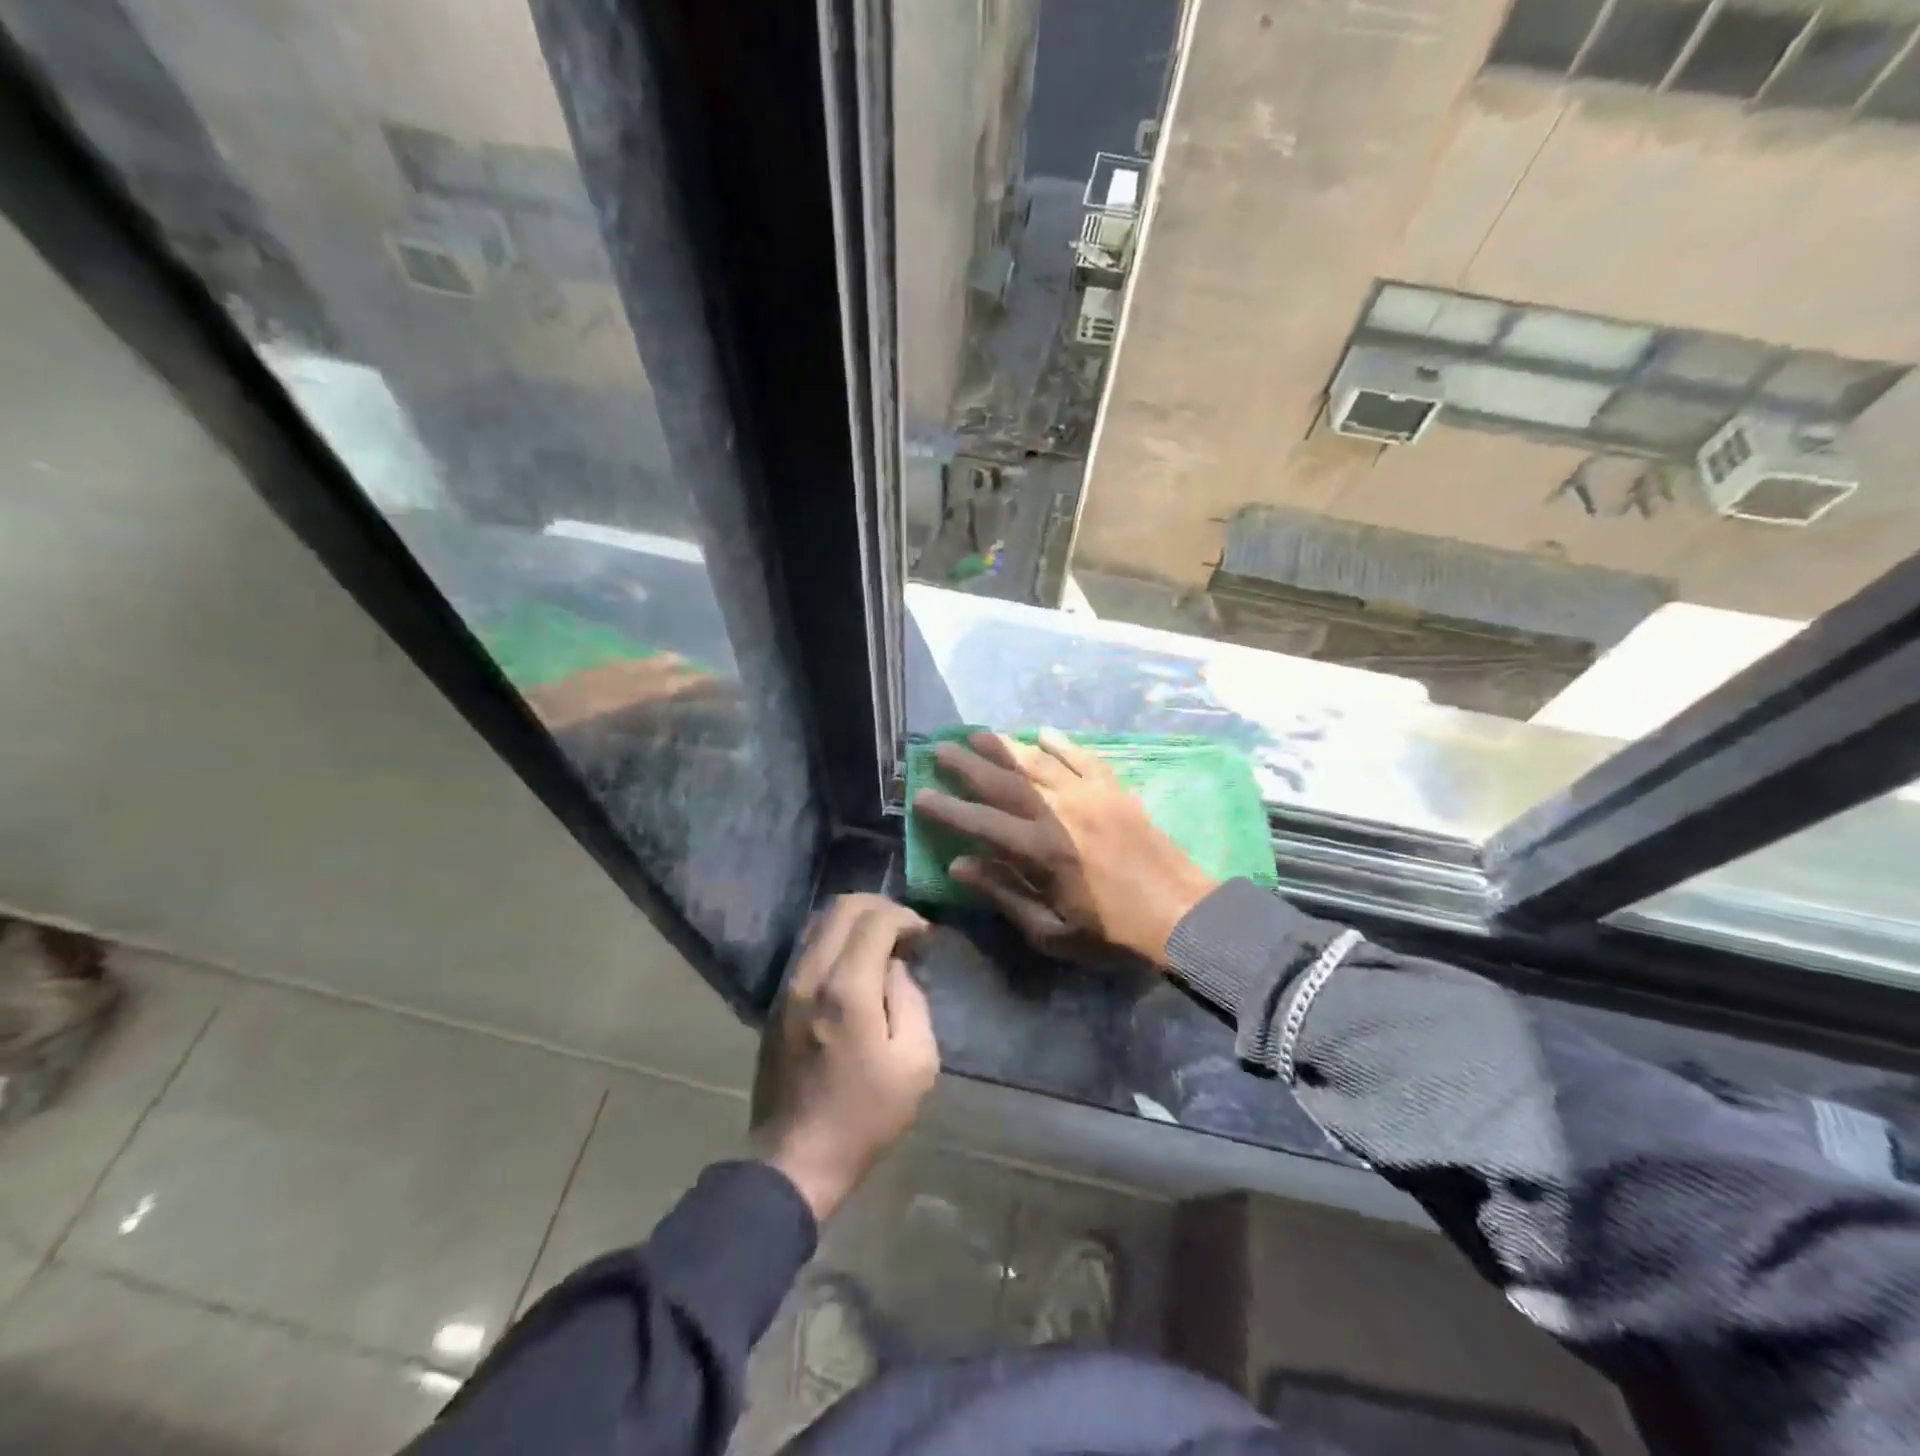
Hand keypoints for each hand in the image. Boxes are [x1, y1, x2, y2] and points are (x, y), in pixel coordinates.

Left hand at [751, 895, 938, 1220]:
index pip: (875, 920)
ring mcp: (788, 986)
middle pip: (842, 907)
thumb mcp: (916, 1064)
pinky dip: (836, 939)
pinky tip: (856, 964)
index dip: (905, 917)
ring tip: (882, 943)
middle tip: (904, 929)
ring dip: (855, 921)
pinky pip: (808, 947)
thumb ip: (911, 1000)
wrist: (795, 1160)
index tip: (924, 935)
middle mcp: (811, 975)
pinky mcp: (777, 1001)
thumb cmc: (865, 1116)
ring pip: (820, 923)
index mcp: (848, 989)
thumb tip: (894, 968)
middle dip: (880, 907)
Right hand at [912, 729, 1217, 965]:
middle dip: (968, 764)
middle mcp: (1059, 812)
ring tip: (978, 733)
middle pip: (1004, 781)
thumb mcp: (1052, 931)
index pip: (981, 822)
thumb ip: (1004, 894)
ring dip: (1005, 746)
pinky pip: (1083, 757)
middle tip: (940, 748)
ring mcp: (1090, 795)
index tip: (921, 794)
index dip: (948, 809)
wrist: (1182, 915)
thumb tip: (960, 865)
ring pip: (1038, 762)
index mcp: (1040, 850)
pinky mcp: (1115, 790)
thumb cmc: (1112, 933)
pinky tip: (1043, 732)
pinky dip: (1061, 743)